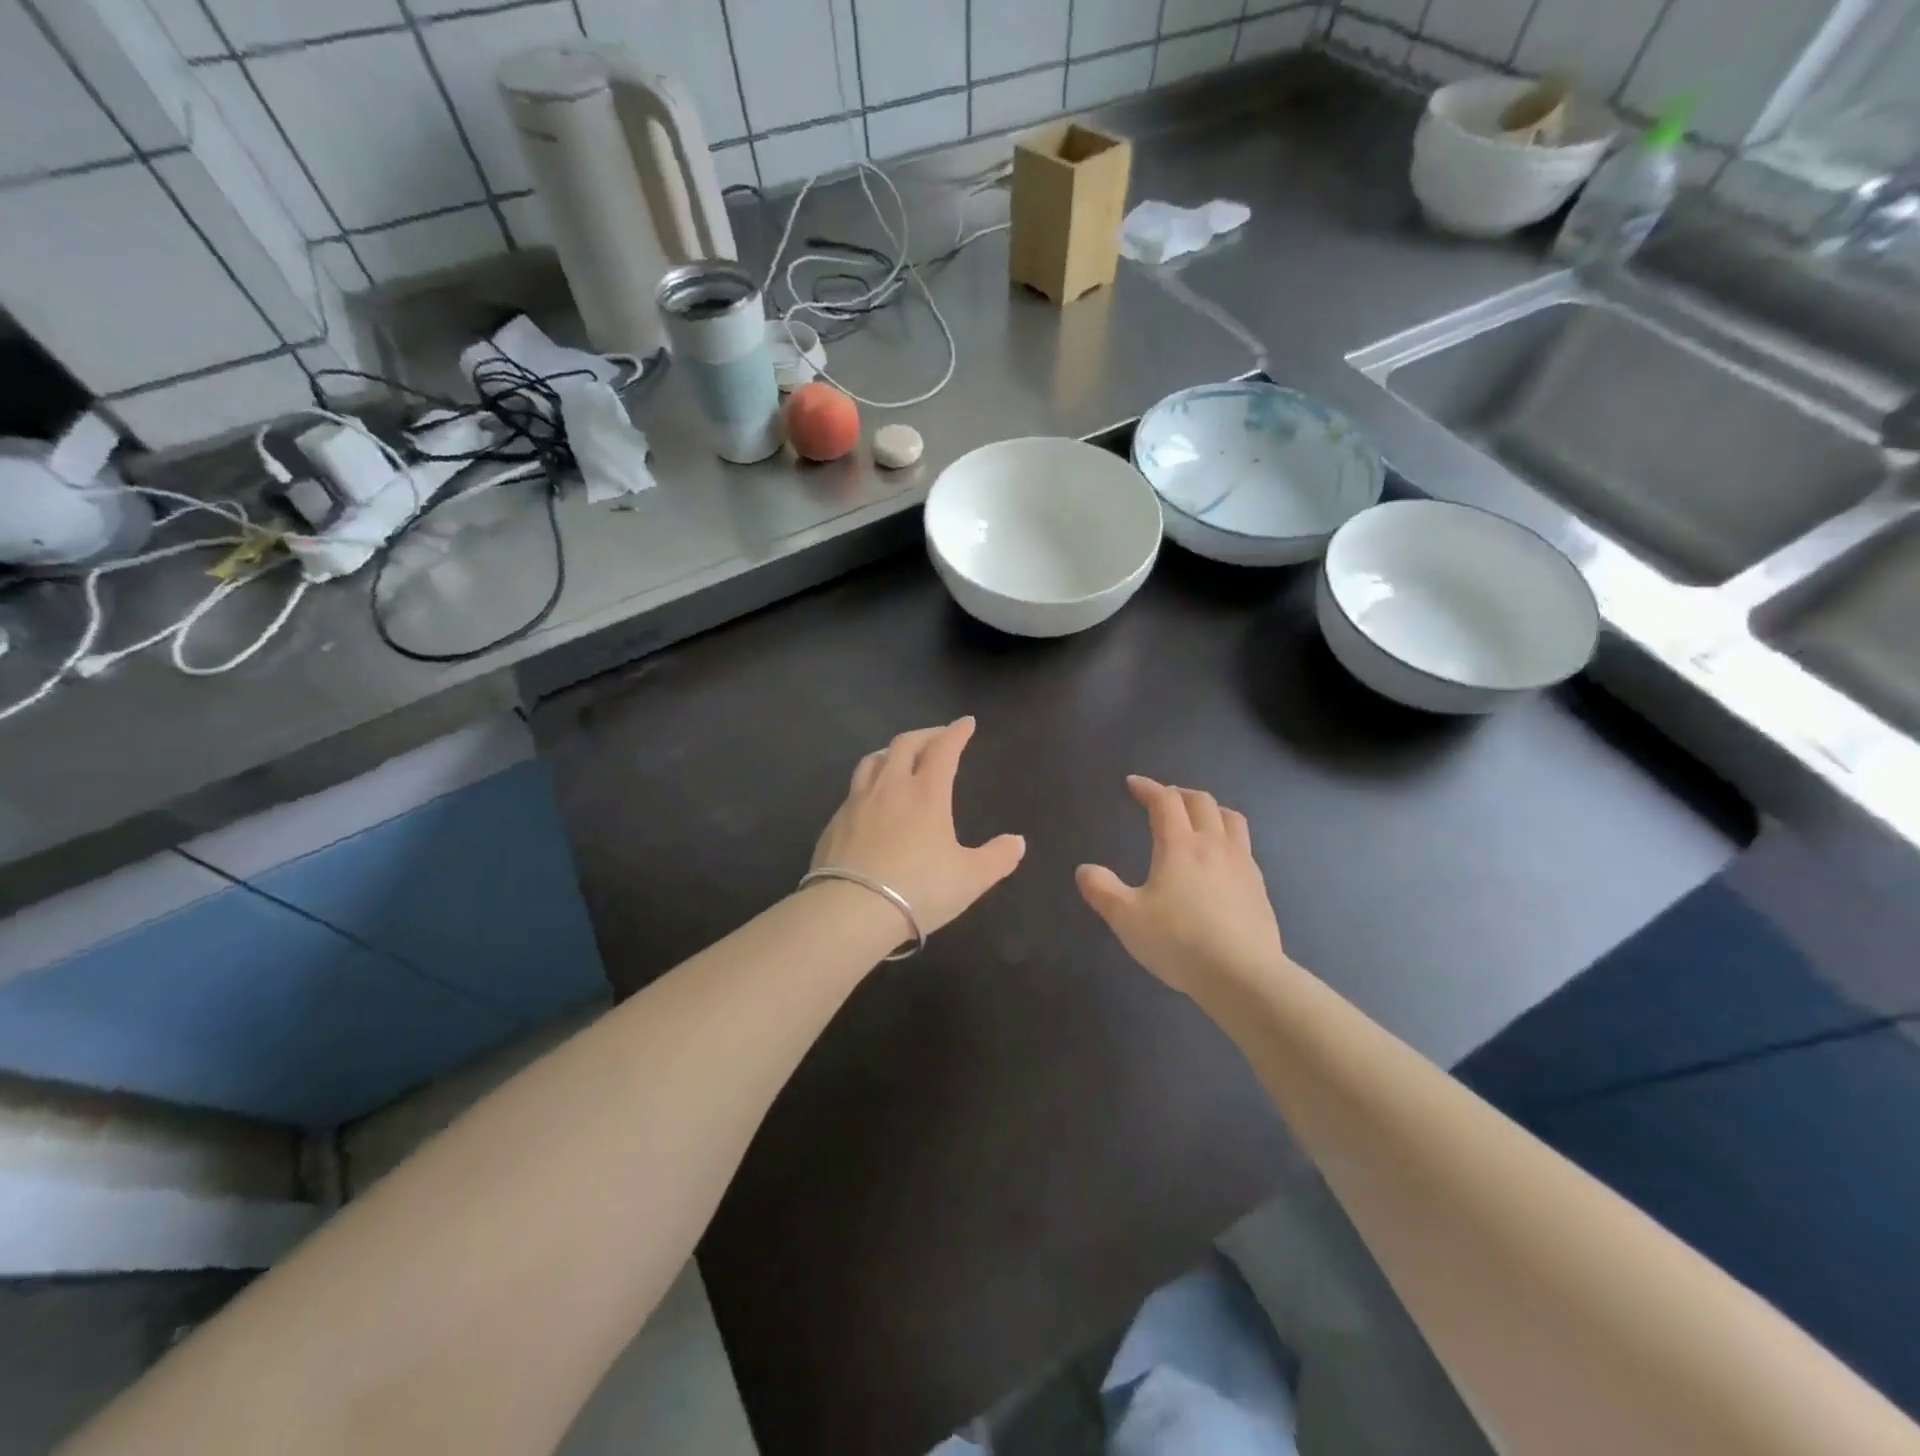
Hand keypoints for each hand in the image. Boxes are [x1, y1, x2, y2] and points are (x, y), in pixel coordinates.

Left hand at [811, 718, 1025, 935]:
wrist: (852, 910)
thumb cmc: (919, 889)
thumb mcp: (970, 879)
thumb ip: (997, 858)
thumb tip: (1017, 842)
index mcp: (926, 793)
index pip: (943, 749)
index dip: (956, 733)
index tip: (966, 723)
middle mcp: (891, 787)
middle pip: (905, 744)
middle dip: (925, 734)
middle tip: (937, 736)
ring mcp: (857, 802)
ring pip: (873, 760)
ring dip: (891, 752)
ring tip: (900, 757)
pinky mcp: (835, 822)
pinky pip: (854, 789)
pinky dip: (869, 782)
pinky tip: (871, 800)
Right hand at [1076, 776, 1287, 995]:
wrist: (1242, 975)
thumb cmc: (1178, 941)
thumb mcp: (1126, 918)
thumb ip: (1102, 890)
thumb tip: (1085, 870)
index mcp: (1179, 845)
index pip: (1164, 801)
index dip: (1148, 787)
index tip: (1133, 783)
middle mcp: (1214, 845)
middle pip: (1201, 802)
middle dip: (1179, 793)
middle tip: (1163, 798)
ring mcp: (1242, 865)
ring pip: (1231, 819)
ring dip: (1211, 810)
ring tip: (1199, 818)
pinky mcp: (1259, 888)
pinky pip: (1245, 847)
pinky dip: (1228, 838)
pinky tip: (1221, 861)